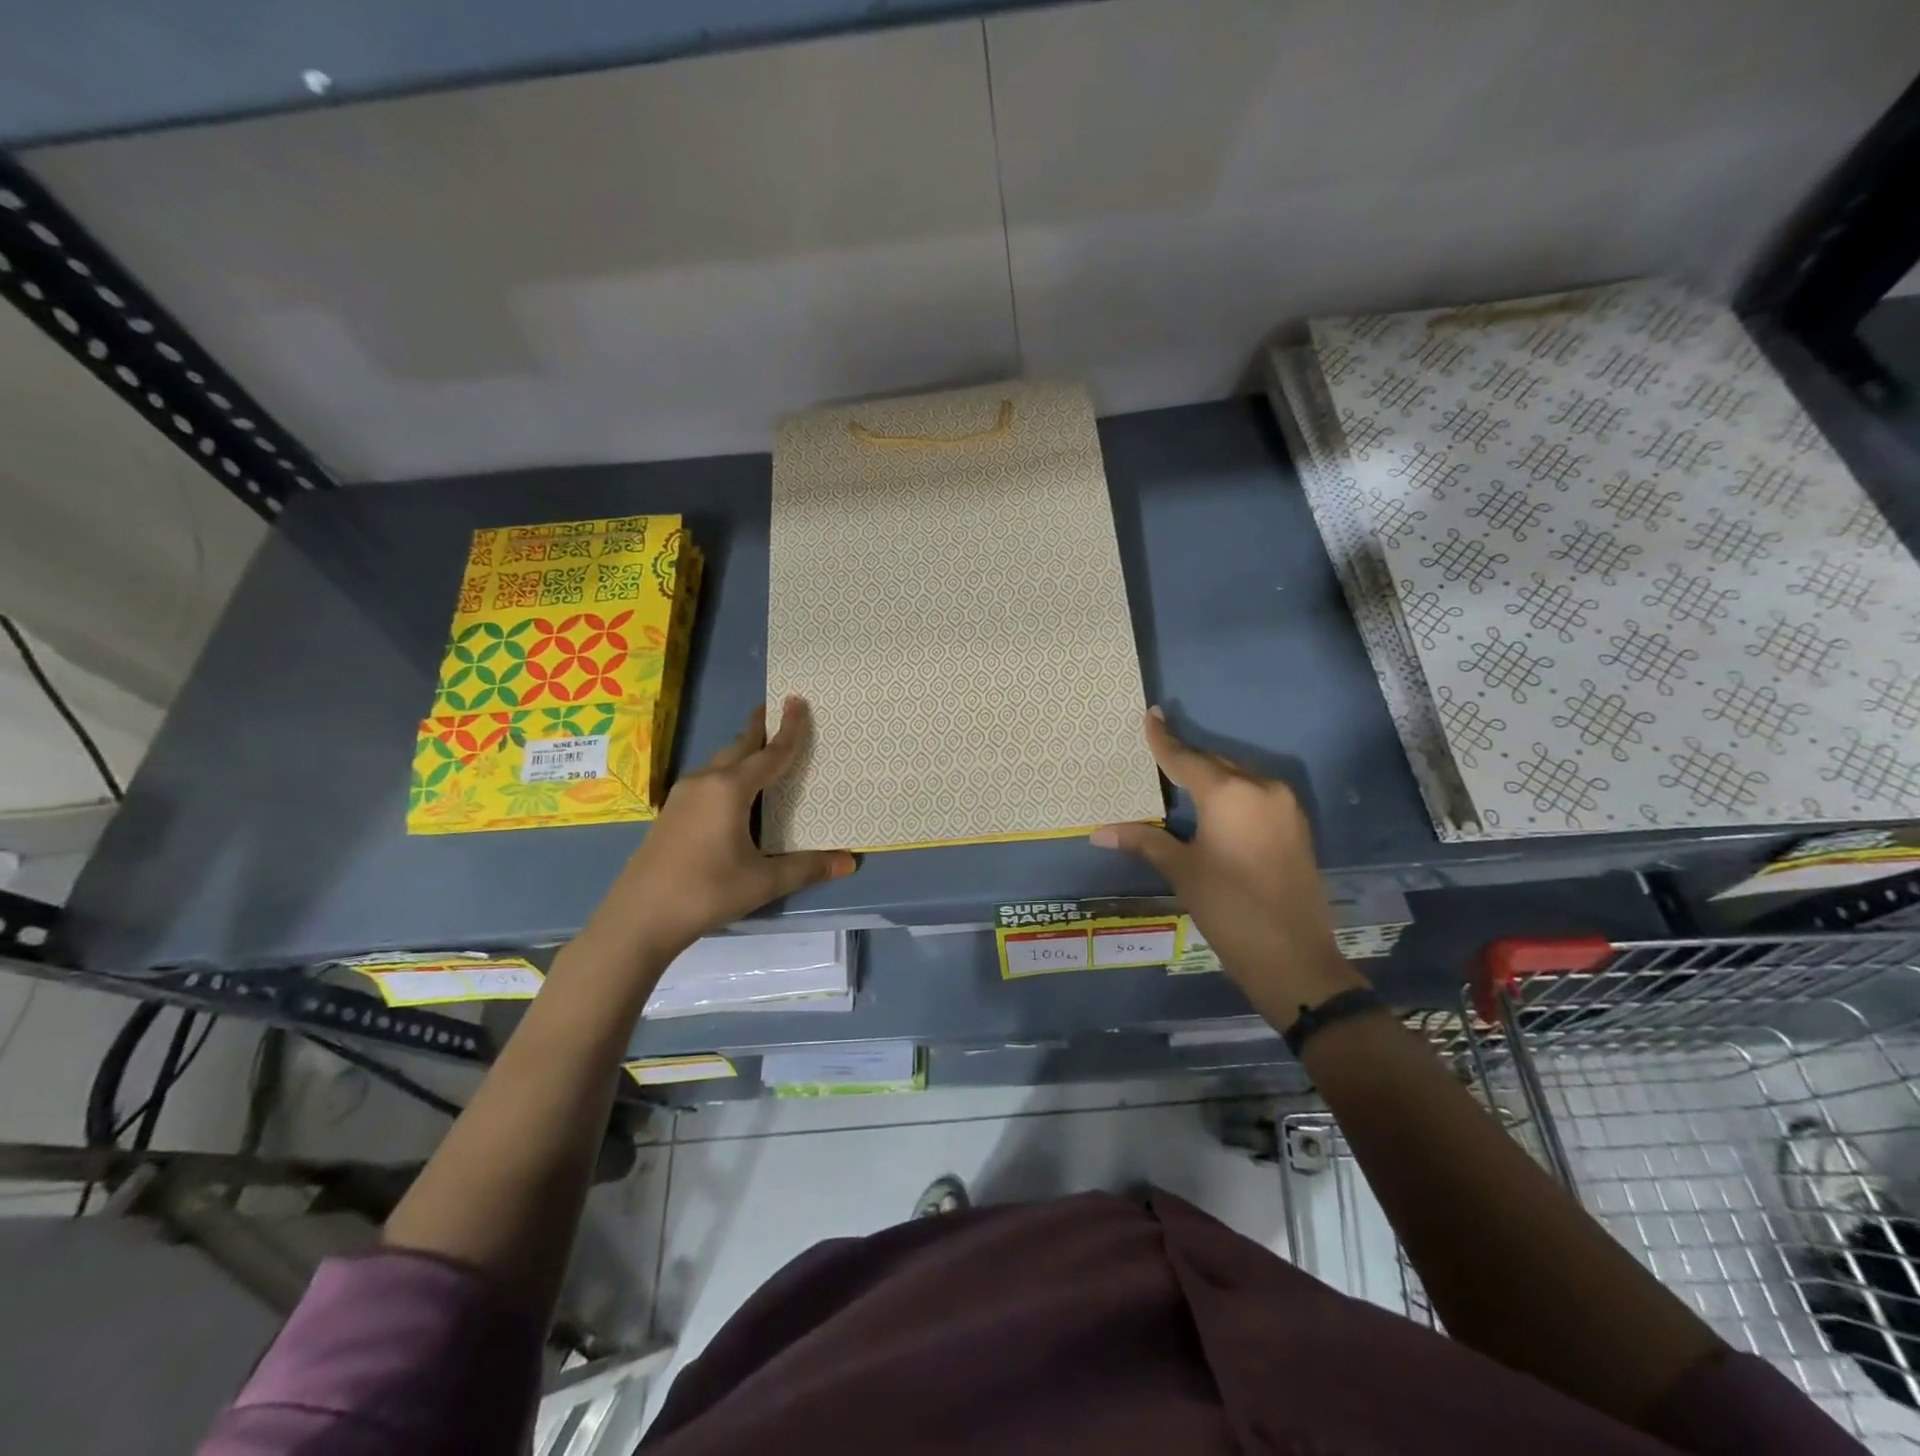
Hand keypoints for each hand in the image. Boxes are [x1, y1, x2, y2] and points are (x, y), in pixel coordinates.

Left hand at [578, 696, 855, 967]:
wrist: (638, 917)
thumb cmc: (706, 892)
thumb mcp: (763, 881)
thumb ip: (807, 868)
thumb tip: (850, 862)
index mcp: (731, 790)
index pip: (770, 753)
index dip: (789, 729)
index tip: (797, 700)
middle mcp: (706, 782)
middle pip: (739, 747)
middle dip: (759, 729)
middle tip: (775, 710)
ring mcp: (683, 796)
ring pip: (719, 762)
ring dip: (741, 750)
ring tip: (758, 745)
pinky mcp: (671, 812)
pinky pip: (706, 778)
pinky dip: (727, 770)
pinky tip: (731, 788)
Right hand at [1091, 708, 1364, 1023]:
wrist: (1294, 958)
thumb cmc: (1228, 909)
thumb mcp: (1182, 872)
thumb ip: (1144, 841)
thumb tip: (1099, 832)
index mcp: (1229, 793)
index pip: (1186, 758)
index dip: (1163, 739)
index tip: (1151, 714)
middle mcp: (1261, 788)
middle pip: (1215, 764)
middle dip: (1186, 760)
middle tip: (1158, 750)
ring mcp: (1285, 806)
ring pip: (1239, 778)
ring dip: (1211, 777)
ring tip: (1181, 780)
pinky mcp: (1296, 826)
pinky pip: (1256, 796)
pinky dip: (1232, 794)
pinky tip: (1215, 807)